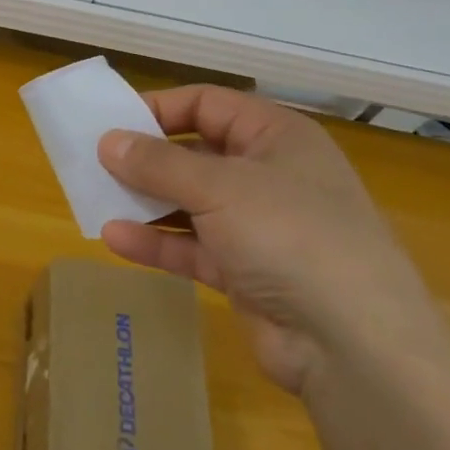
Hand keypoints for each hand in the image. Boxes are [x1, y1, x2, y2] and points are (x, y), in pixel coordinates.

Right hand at [97, 86, 449, 395]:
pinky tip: (115, 239)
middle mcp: (269, 175)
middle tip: (95, 163)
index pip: (209, 105)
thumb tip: (108, 141)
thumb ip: (158, 163)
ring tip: (95, 199)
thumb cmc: (290, 234)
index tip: (112, 122)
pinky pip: (194, 247)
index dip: (160, 109)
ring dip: (147, 202)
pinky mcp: (247, 272)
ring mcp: (260, 226)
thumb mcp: (219, 187)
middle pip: (196, 154)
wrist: (354, 344)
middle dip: (147, 159)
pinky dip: (158, 242)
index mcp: (276, 137)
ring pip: (191, 203)